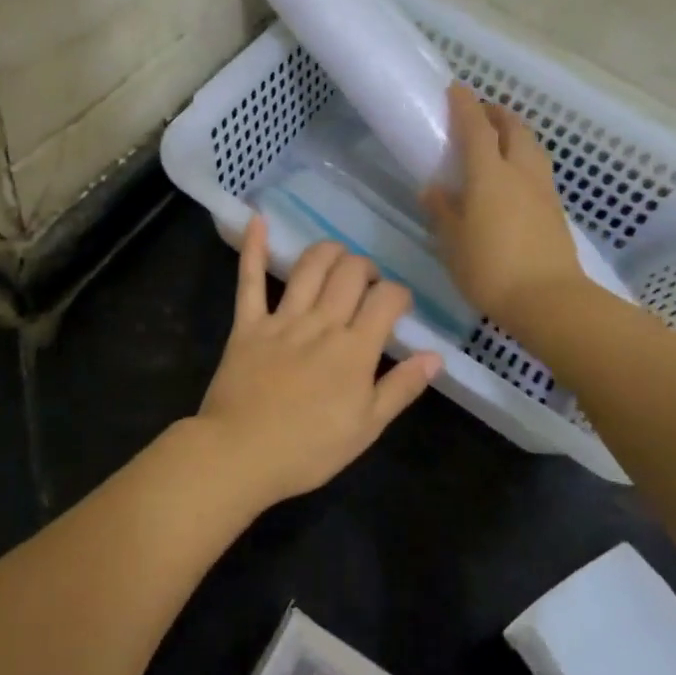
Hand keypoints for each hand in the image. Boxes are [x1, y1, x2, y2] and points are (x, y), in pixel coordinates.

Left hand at [195, 216, 441, 508]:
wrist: (240, 455)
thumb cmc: (308, 450)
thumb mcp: (366, 428)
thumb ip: (401, 388)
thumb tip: (435, 356)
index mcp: (355, 349)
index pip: (386, 299)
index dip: (399, 294)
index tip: (400, 306)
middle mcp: (321, 323)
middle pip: (350, 273)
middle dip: (366, 268)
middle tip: (367, 285)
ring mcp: (282, 320)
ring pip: (309, 266)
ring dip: (328, 252)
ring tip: (337, 258)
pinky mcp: (248, 325)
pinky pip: (250, 281)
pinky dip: (254, 249)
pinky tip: (258, 220)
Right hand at [422, 83, 582, 328]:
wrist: (548, 300)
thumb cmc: (490, 268)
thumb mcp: (453, 242)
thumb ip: (442, 211)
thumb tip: (433, 189)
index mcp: (489, 174)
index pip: (476, 127)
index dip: (465, 105)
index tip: (455, 89)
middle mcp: (520, 172)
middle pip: (513, 128)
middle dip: (496, 113)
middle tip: (478, 114)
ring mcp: (542, 190)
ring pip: (531, 147)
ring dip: (514, 134)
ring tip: (498, 141)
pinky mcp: (555, 209)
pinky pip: (537, 169)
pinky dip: (524, 159)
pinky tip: (513, 178)